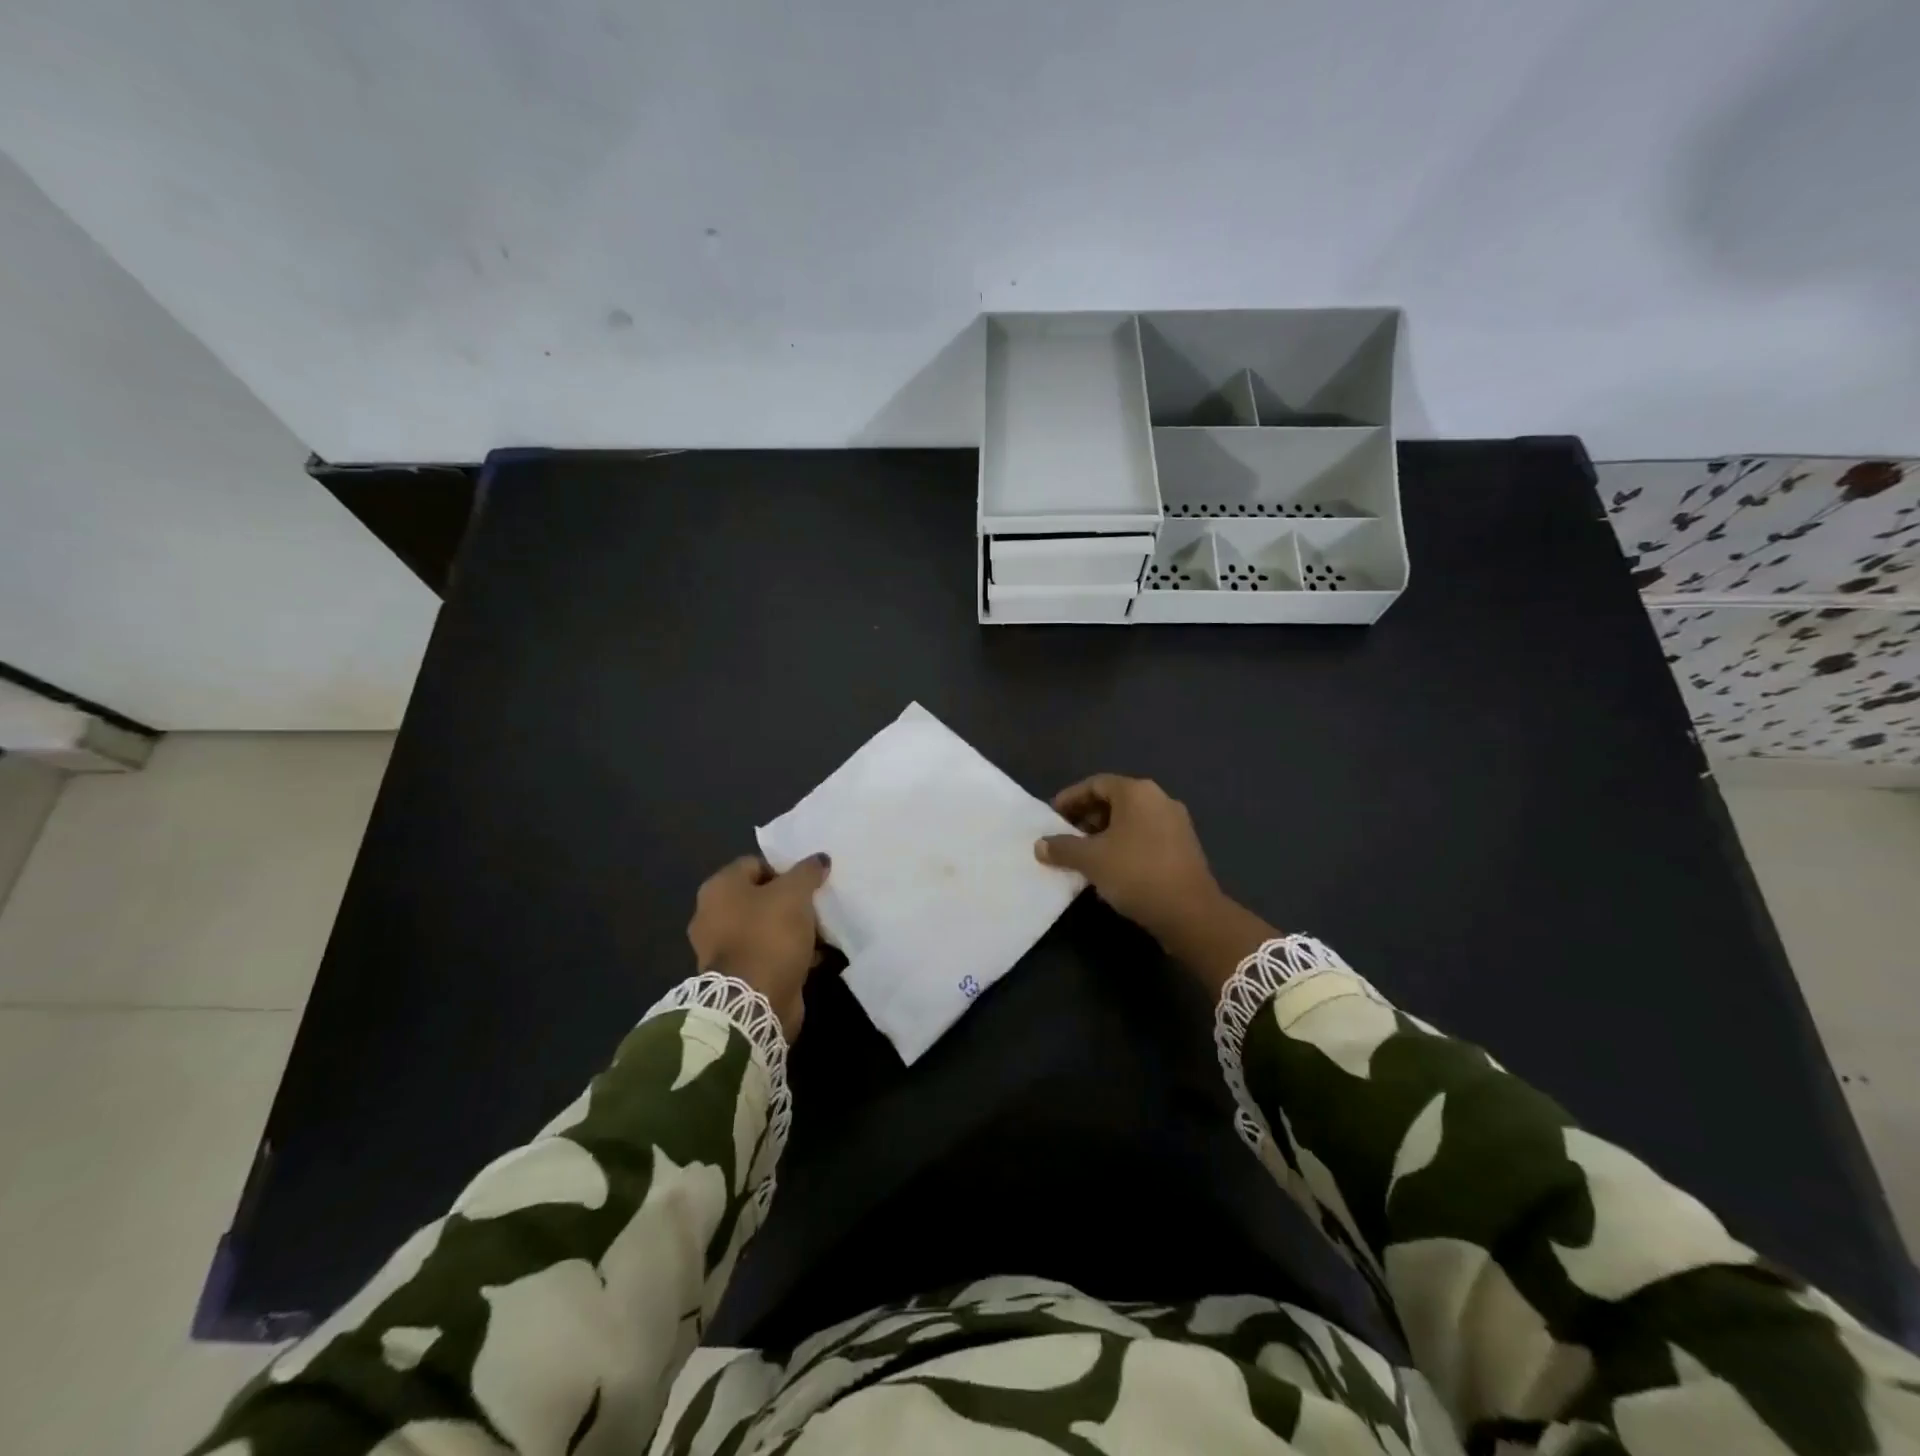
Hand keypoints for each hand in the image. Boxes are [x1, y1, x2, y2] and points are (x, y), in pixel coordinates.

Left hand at [687, 853, 830, 1038]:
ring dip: (792, 929)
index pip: (755, 864)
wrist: (753, 1003)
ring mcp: (721, 948)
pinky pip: (767, 954)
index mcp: (719, 888)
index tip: (809, 881)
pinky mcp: (736, 975)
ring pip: (765, 927)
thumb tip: (820, 859)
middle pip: (760, 897)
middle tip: (816, 906)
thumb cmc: (769, 936)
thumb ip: (808, 872)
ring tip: (821, 932)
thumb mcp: (795, 894)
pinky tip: (813, 956)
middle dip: (790, 901)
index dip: (785, 869)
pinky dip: (788, 953)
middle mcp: (712, 914)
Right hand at [1035, 775, 1274, 991]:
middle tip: (1065, 836)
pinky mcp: (1184, 847)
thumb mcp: (1091, 860)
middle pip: (1114, 799)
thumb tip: (1040, 845)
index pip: (1095, 784)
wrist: (1190, 913)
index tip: (1052, 816)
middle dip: (1086, 817)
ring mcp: (1176, 823)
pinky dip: (1123, 844)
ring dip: (1104, 833)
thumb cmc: (1136, 873)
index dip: (1070, 798)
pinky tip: (1110, 868)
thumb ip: (1062, 848)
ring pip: (1130, 820)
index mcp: (1137, 792)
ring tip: (1084, 855)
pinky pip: (1145, 836)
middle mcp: (1159, 799)